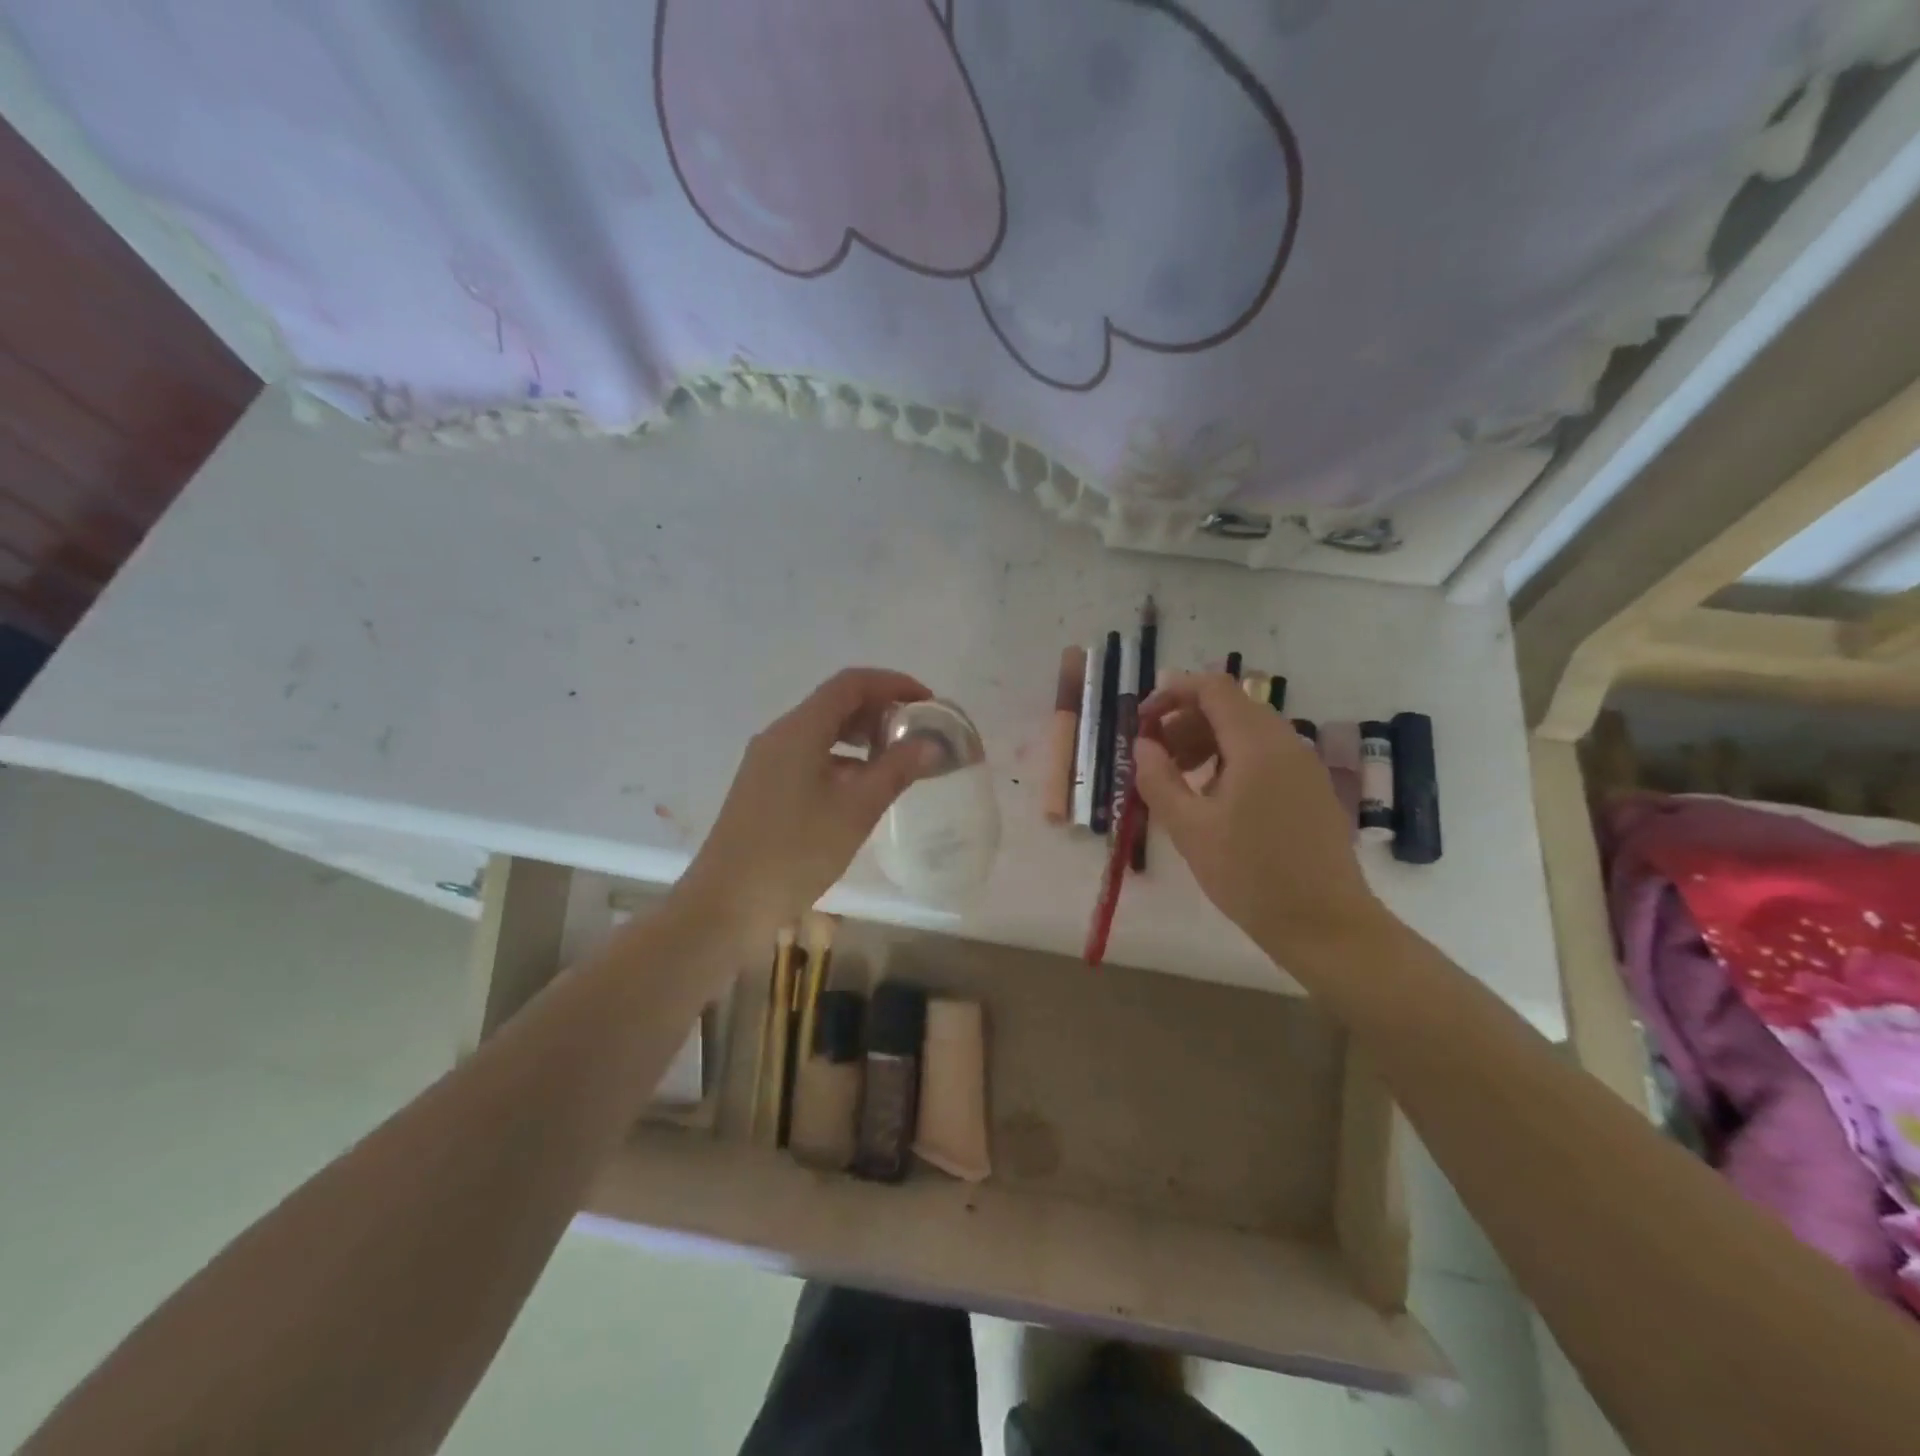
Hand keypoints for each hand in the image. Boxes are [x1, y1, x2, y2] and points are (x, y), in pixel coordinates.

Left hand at [679, 667, 940, 939]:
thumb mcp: (856, 810)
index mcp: (798, 730)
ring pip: (822, 731)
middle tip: (917, 734)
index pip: (851, 684)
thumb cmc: (795, 852)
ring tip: (896, 761)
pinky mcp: (763, 786)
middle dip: (880, 711)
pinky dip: (842, 759)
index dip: (893, 684)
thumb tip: (931, 744)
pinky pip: (809, 755)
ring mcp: (767, 761)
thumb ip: (896, 771)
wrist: (727, 903)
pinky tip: (861, 788)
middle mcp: (779, 735)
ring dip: (861, 736)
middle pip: (835, 704)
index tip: (928, 702)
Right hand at [1136, 673, 1383, 962]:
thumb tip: (1143, 745)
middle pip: (1231, 706)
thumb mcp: (1189, 828)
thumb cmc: (1250, 874)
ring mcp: (1304, 767)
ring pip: (1248, 732)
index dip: (1173, 693)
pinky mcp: (1311, 790)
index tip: (1142, 720)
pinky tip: (1214, 799)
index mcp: (1257, 744)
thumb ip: (1158, 779)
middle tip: (1154, 754)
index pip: (1213, 688)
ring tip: (1179, 778)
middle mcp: (1287, 743)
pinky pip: (1266, 756)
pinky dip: (1232, 760)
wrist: (1325, 925)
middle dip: (1185, 720)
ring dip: (1207, 741)